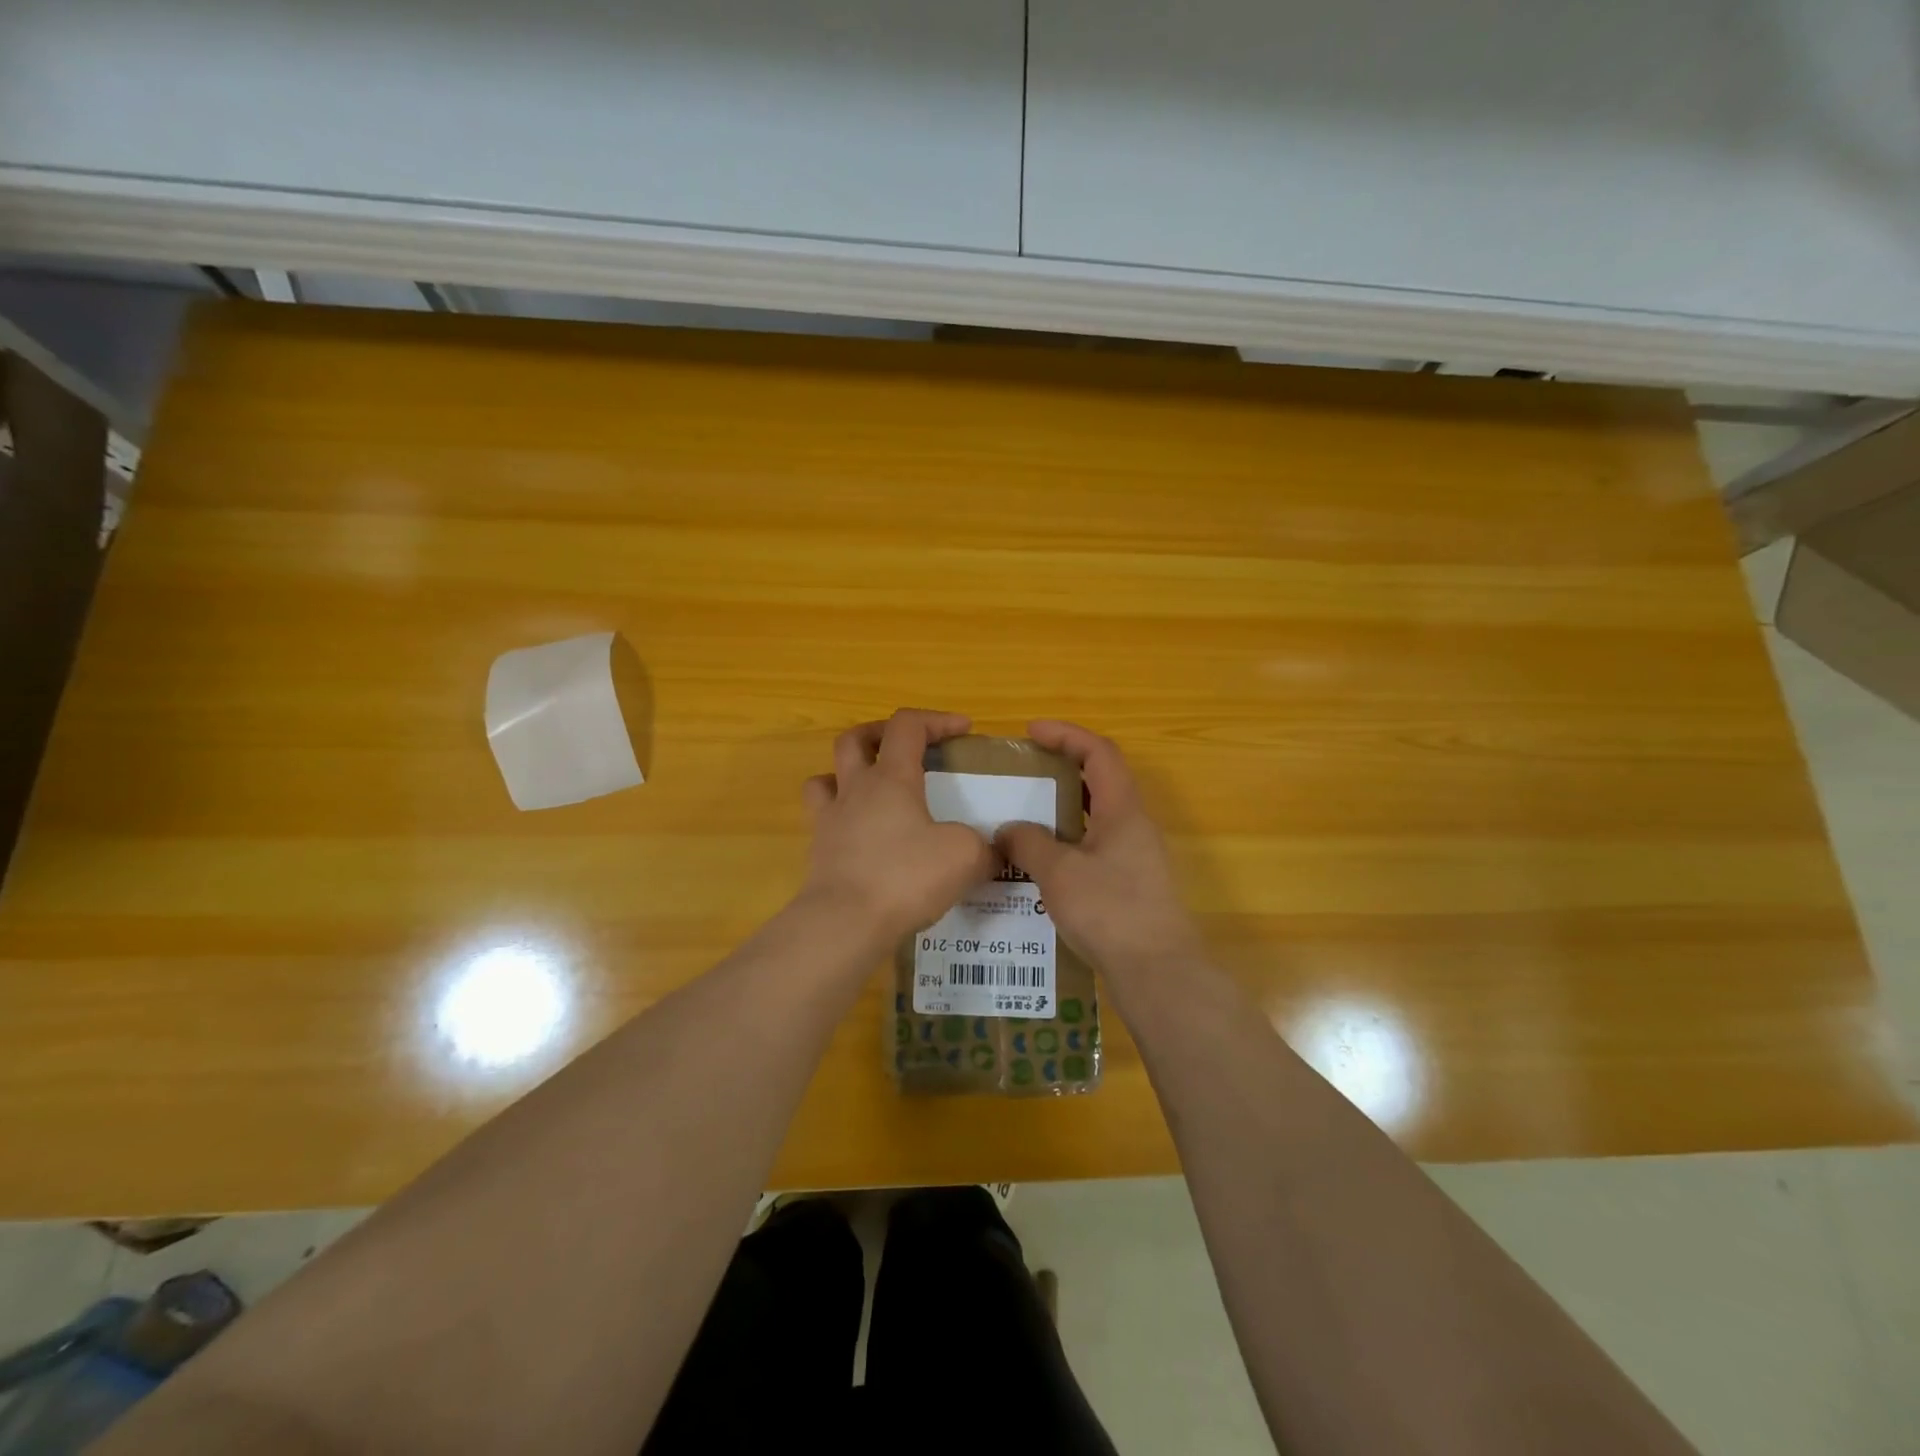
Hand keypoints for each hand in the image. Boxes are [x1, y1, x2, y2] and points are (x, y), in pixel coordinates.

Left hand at [799, 709, 995, 942]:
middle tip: (906, 748)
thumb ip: (986, 847)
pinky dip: (840, 817)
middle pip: (854, 739)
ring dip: (848, 773)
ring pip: (827, 777)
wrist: (845, 922)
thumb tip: (996, 852)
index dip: (936, 719)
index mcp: (892, 778)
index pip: (907, 725)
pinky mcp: (819, 853)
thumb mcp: (965, 857)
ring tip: (872, 789)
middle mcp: (856, 790)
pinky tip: (861, 835)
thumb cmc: (906, 877)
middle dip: (881, 733)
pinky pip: (823, 820)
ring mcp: (831, 821)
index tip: (964, 730)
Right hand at [996, 720, 1201, 981]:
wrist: (1158, 972)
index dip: (1066, 734)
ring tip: (1027, 815)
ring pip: (1099, 815)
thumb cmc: (1110, 911)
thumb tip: (1008, 830)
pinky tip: (1044, 863)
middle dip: (1063, 768)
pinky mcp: (1134, 883)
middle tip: (1025, 773)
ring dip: (1065, 807)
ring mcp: (1138, 855)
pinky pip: (1098, 844)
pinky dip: (1071, 840)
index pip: (1099, 752)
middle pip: (1101, 779)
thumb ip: (1029, 843)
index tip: (1031, 732)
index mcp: (1123, 810)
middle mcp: (1135, 825)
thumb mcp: (1058, 873)